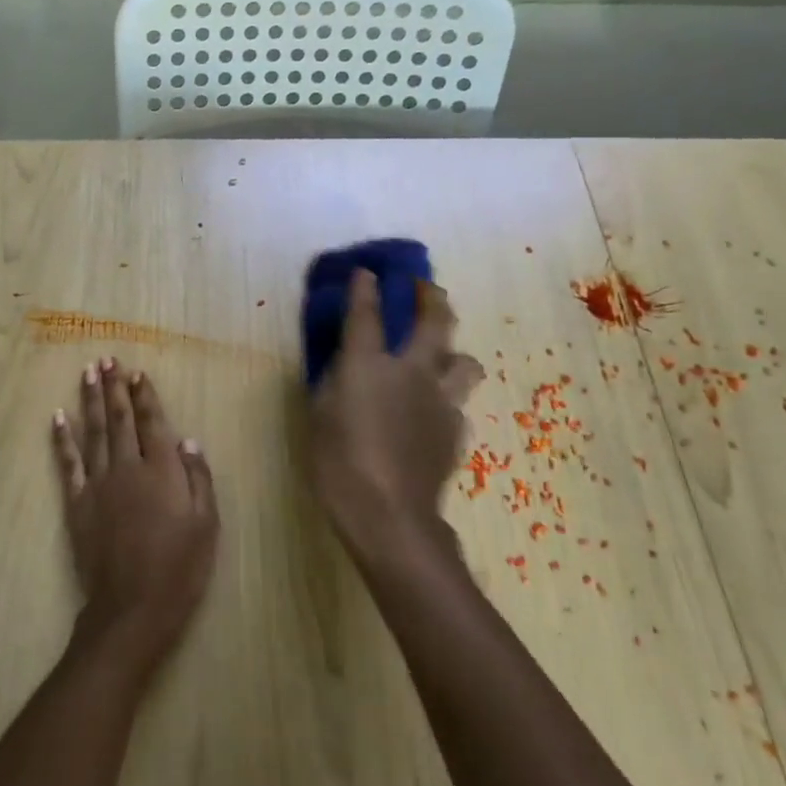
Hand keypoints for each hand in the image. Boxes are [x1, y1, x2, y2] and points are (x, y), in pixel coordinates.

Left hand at [52, 358, 218, 674]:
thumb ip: (198, 478)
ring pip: (93, 431)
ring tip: (88, 373)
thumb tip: (187, 440)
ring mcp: (98, 483)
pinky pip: (68, 463)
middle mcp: (128, 467)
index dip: (144, 395)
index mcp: (162, 470)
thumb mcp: (206, 524)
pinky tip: (57, 416)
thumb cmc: (179, 568)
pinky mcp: (77, 502)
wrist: (132, 608)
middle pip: (119, 419)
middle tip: (107, 359)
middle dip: (114, 387)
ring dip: (90, 400)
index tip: (136, 372)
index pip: (152, 422)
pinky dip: (62, 438)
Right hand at [308, 270, 483, 558]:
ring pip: (465, 362)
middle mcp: (411, 372)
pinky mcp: (455, 430)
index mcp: (369, 365)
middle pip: (436, 322)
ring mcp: (441, 400)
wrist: (389, 514)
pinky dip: (445, 400)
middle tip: (426, 288)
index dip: (365, 288)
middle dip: (432, 297)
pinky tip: (431, 413)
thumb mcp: (320, 416)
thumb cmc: (339, 463)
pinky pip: (456, 403)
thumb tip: (345, 368)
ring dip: (453, 353)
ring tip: (440, 358)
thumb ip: (334, 383)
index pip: (367, 314)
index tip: (367, 271)